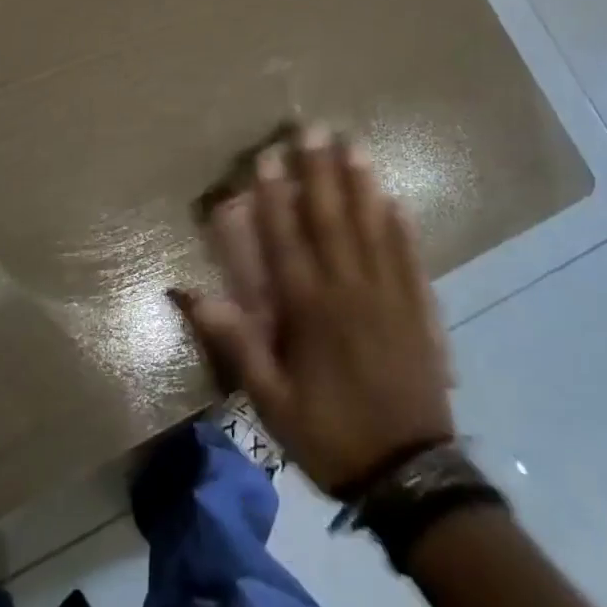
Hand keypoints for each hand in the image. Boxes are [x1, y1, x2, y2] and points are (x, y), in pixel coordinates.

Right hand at [180, 124, 454, 493]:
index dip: (273, 195)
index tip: (267, 156)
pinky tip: (394, 199)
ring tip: (354, 144)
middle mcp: (348, 290)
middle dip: (319, 170)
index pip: (286, 239)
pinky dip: (402, 227)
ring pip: (373, 228)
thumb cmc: (330, 434)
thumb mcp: (270, 400)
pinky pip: (411, 259)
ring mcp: (390, 297)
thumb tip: (186, 292)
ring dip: (361, 184)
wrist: (411, 479)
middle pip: (331, 219)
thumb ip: (235, 341)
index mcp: (309, 309)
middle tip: (313, 128)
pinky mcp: (420, 312)